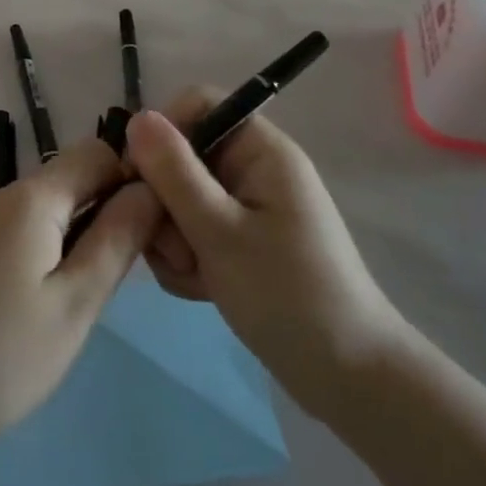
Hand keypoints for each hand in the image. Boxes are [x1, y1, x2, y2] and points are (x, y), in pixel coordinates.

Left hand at [0, 138, 161, 453]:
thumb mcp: (71, 307)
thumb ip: (115, 242)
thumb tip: (149, 188)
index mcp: (32, 198)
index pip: (96, 152)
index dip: (129, 180)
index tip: (145, 234)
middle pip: (66, 183)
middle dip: (99, 218)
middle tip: (108, 286)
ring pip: (37, 214)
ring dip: (65, 244)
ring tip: (66, 309)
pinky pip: (6, 236)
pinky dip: (30, 259)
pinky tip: (20, 315)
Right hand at [126, 91, 402, 417]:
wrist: (348, 380)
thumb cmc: (287, 296)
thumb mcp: (220, 232)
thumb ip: (174, 173)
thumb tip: (136, 118)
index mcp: (260, 150)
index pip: (198, 106)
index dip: (162, 131)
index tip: (138, 177)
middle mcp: (253, 170)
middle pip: (182, 156)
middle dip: (165, 202)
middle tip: (173, 248)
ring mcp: (247, 208)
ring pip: (181, 198)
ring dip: (173, 237)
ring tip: (194, 276)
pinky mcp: (241, 242)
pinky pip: (194, 230)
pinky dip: (188, 258)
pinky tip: (200, 290)